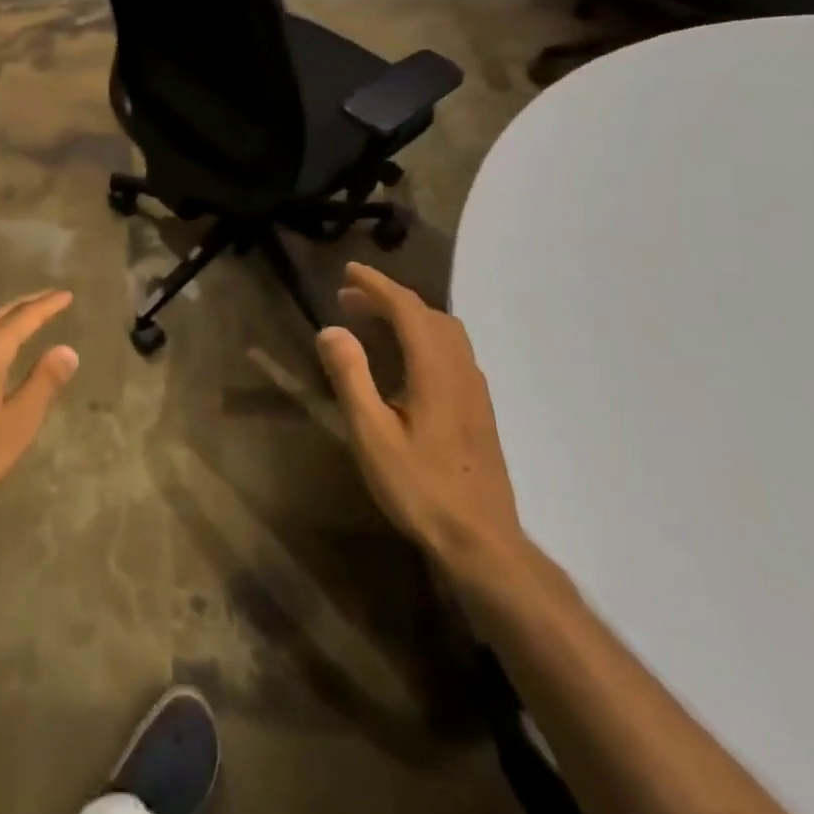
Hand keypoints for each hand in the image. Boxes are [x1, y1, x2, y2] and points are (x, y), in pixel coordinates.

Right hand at [316, 263, 523, 574]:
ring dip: (408, 316)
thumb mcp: (372, 434)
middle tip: (349, 298)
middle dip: (389, 298)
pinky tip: (403, 359)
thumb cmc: (420, 488)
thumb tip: (331, 329)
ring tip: (371, 321)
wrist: (482, 543)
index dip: (377, 285)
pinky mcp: (478, 409)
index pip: (408, 309)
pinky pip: (450, 351)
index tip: (348, 270)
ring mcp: (475, 391)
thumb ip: (351, 377)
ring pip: (444, 333)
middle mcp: (461, 371)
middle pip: (429, 315)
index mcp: (436, 371)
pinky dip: (422, 336)